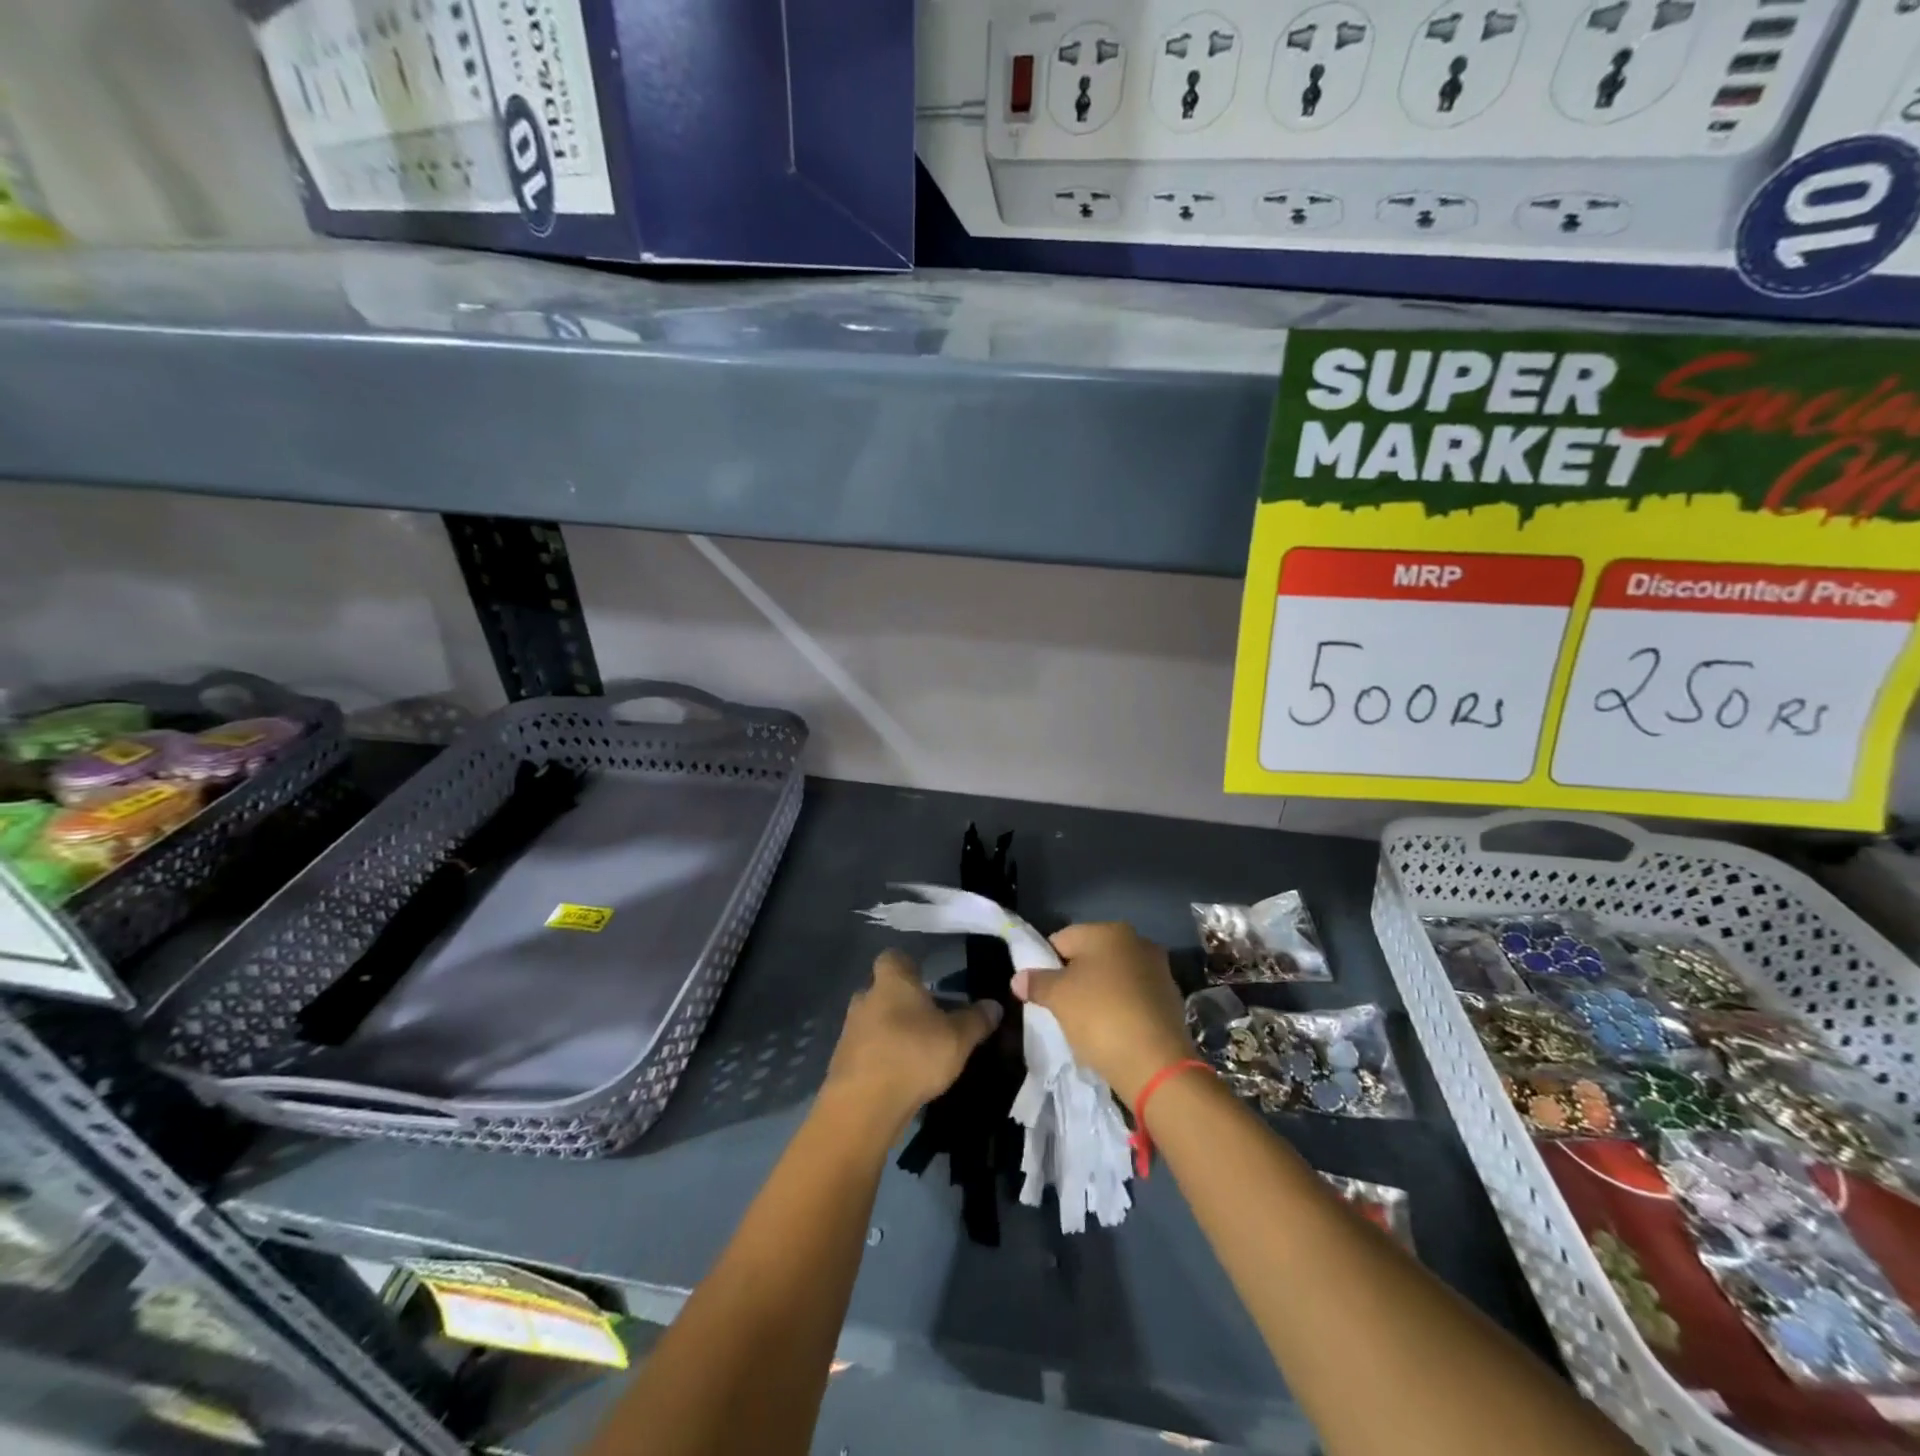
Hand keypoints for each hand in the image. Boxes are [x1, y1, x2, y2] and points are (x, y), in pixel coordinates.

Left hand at [821, 951, 1001, 1133]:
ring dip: (889, 1030)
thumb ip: (976, 1019)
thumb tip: (994, 1005)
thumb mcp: (958, 1038)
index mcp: (892, 981)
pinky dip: (880, 1056)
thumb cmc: (913, 1055)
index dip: (908, 966)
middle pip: (882, 990)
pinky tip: (898, 1074)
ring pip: (872, 1020)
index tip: (926, 979)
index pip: (894, 957)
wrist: (863, 1105)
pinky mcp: (842, 1061)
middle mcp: (865, 998)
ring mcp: (850, 1030)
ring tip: (915, 1050)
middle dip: (901, 1001)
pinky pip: (865, 1049)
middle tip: (927, 1018)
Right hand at [1011, 922, 1193, 1103]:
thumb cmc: (1100, 1017)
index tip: (1039, 990)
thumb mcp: (1058, 998)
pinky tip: (1110, 1032)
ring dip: (1097, 993)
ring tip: (1085, 1024)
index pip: (1062, 939)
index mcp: (1109, 931)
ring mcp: (1158, 970)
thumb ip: (1036, 982)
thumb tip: (1018, 978)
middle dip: (1073, 978)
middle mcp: (1137, 941)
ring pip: (1113, 977)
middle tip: (1059, 1007)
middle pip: (1090, 956)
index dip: (1045, 963)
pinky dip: (1119, 1008)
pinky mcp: (1170, 999)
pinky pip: (1132, 997)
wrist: (1157, 1064)